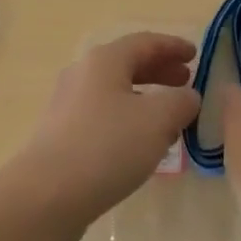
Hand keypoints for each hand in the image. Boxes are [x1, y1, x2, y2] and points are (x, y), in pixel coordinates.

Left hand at [0, 32, 200, 240]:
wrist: (44, 197)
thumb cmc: (106, 147)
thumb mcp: (157, 121)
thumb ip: (180, 102)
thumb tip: (188, 97)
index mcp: (104, 60)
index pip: (145, 42)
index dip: (172, 46)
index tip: (196, 54)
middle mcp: (83, 75)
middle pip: (127, 64)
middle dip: (159, 71)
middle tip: (186, 82)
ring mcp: (69, 106)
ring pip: (115, 92)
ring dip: (146, 97)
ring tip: (170, 116)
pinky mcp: (62, 136)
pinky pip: (104, 116)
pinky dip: (129, 119)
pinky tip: (141, 144)